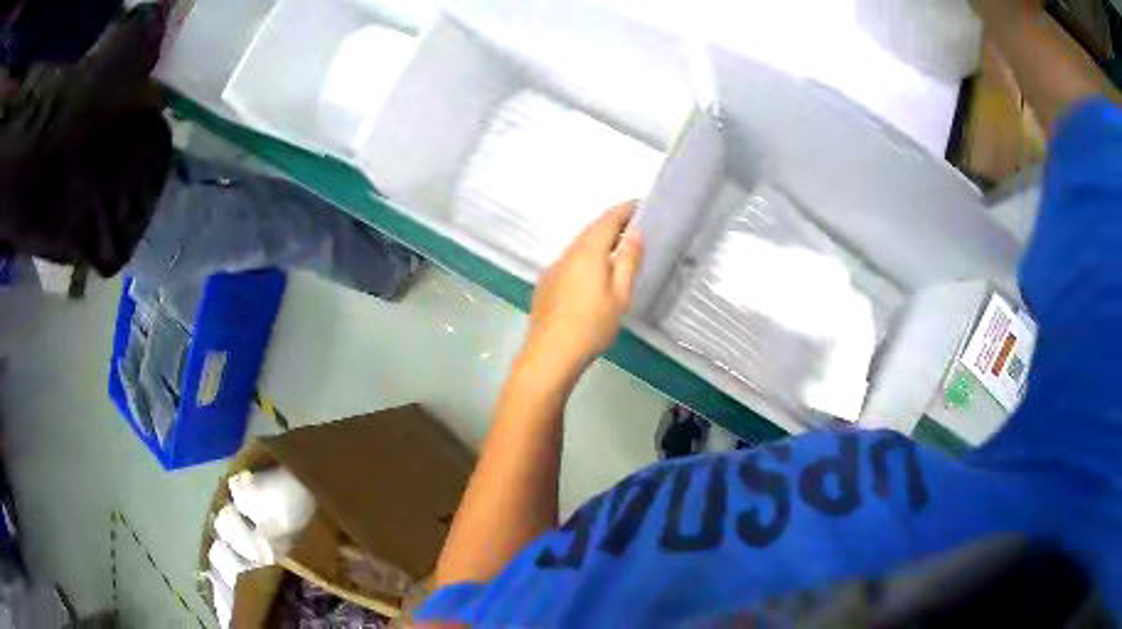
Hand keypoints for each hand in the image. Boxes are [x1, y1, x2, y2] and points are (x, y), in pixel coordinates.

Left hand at [521, 202, 643, 380]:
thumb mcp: (620, 294)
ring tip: (617, 249)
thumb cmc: (591, 325)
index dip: (625, 210)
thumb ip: (628, 260)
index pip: (608, 219)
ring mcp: (553, 268)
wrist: (550, 354)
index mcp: (588, 251)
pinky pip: (570, 260)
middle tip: (633, 227)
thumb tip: (635, 232)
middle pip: (591, 230)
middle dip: (612, 224)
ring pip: (579, 245)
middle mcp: (567, 253)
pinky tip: (593, 273)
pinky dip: (586, 256)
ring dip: (598, 241)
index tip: (640, 206)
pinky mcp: (546, 284)